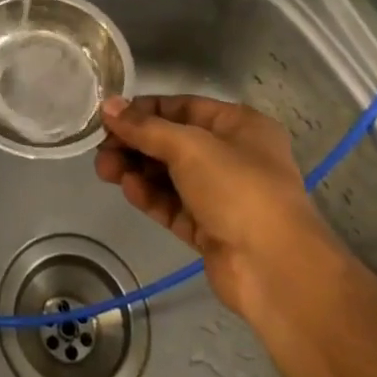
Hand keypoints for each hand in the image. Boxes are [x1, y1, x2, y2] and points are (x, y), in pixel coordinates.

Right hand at [96, 94, 330, 325]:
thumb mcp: (188, 146)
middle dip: (136, 143)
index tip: (110, 115)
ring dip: (138, 170)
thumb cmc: (238, 187)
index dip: (145, 109)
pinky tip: (128, 189)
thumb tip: (109, 106)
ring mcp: (223, 196)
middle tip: (101, 148)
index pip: (183, 107)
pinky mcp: (211, 230)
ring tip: (105, 169)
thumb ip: (145, 127)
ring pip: (170, 175)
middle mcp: (233, 156)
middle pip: (173, 142)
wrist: (275, 270)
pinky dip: (151, 196)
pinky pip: (174, 206)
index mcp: (239, 125)